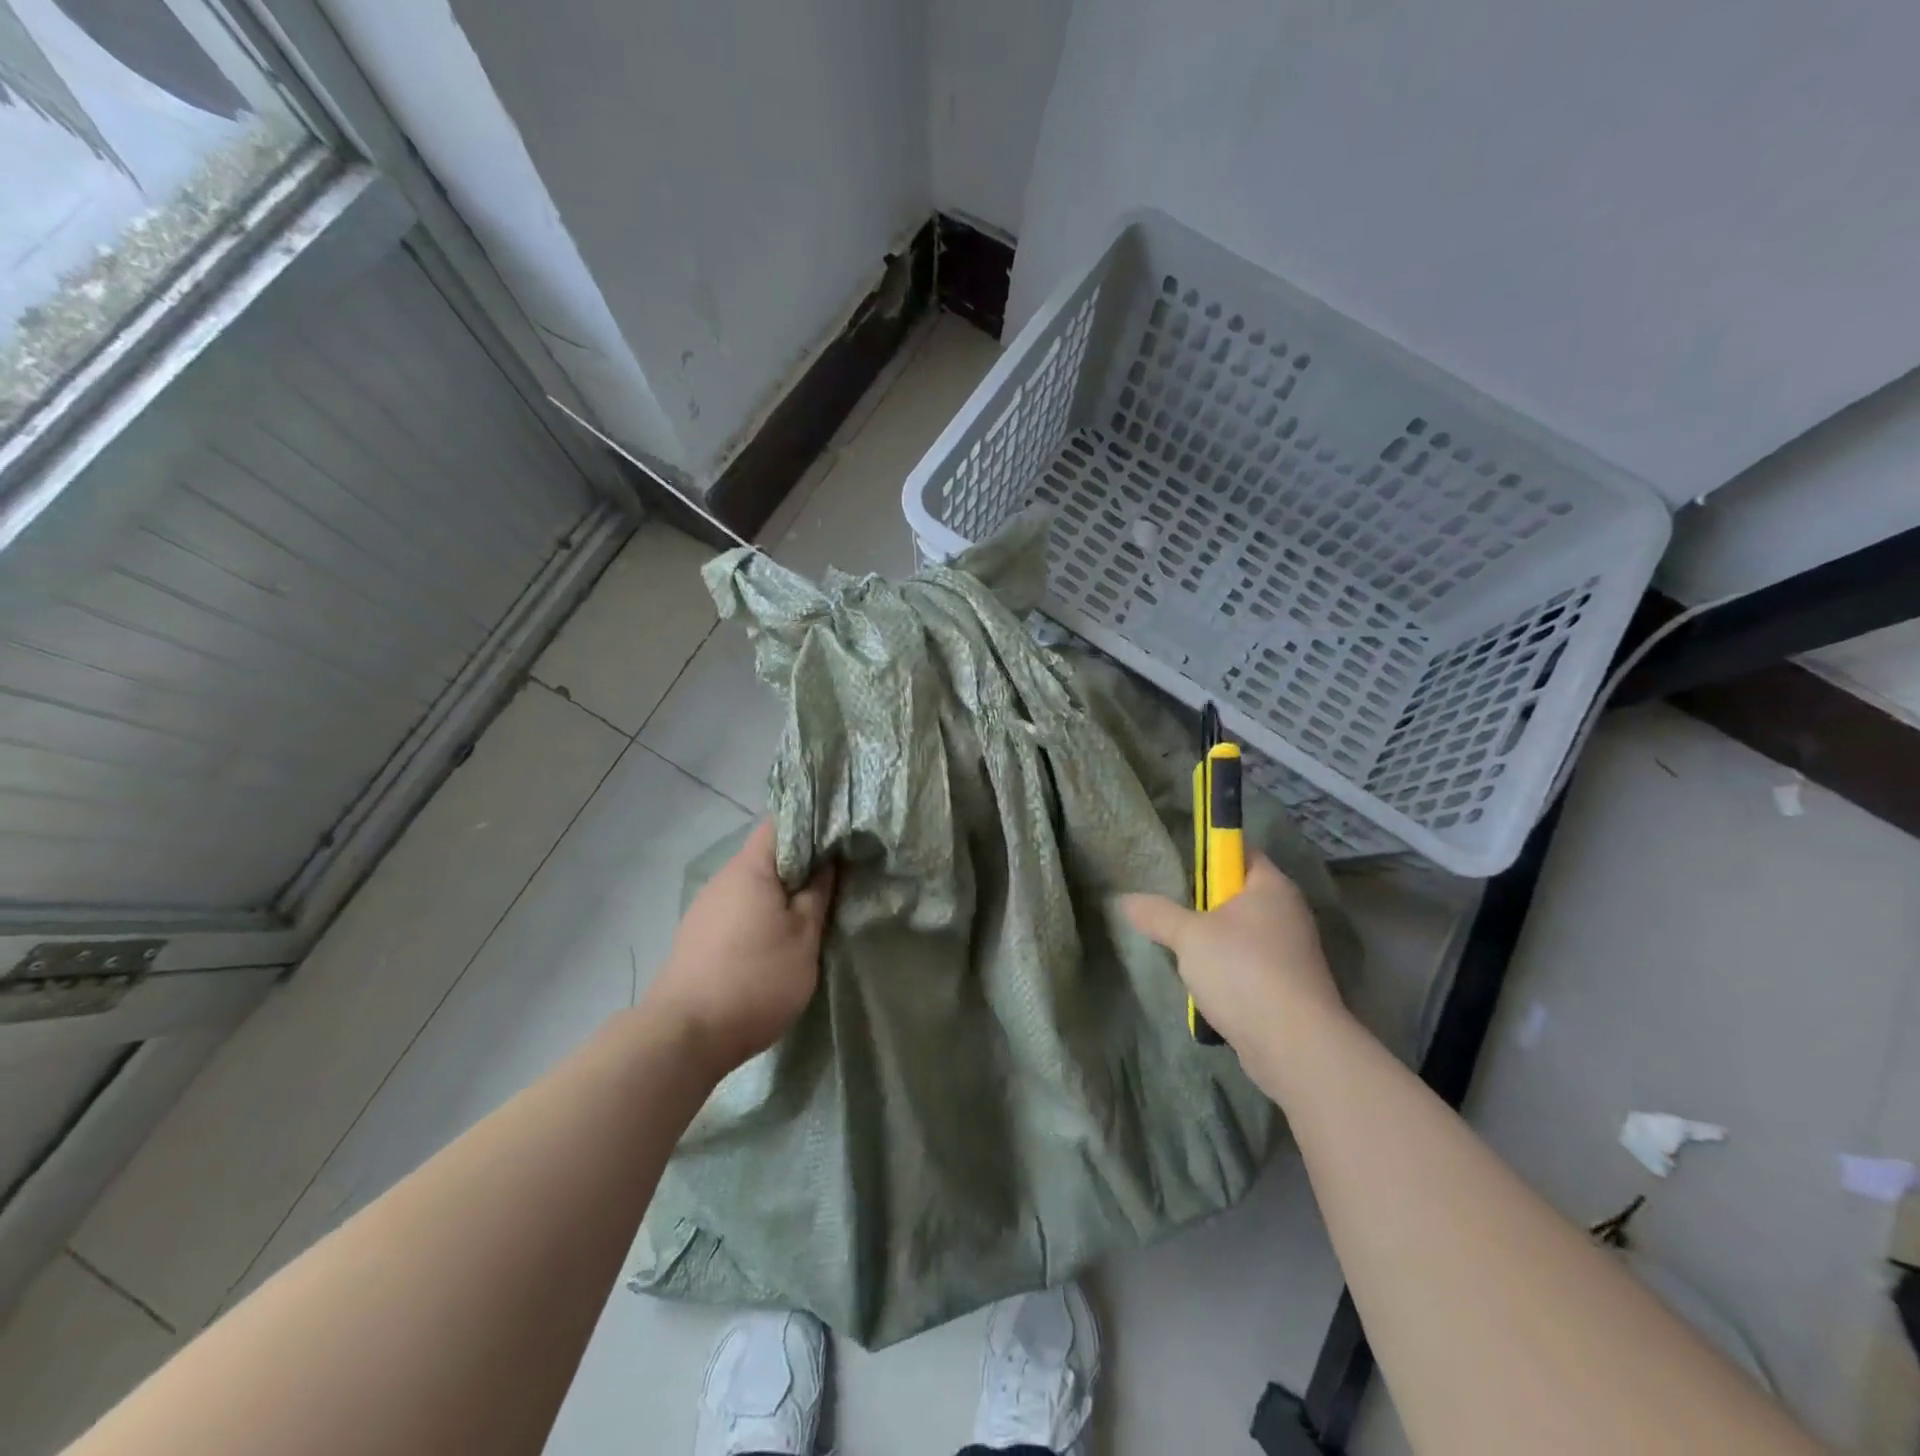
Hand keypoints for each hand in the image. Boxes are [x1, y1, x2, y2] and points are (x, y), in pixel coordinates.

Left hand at [644, 821, 835, 1074]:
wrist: (685, 1036)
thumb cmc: (755, 979)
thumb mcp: (804, 938)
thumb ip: (818, 894)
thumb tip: (828, 863)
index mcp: (749, 868)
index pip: (780, 823)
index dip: (812, 824)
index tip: (841, 838)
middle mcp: (723, 879)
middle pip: (766, 855)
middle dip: (801, 863)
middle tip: (836, 878)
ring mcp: (706, 907)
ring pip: (752, 884)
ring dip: (781, 892)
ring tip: (812, 910)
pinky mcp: (698, 936)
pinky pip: (738, 908)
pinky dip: (761, 913)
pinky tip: (777, 937)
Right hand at [1120, 856, 1346, 1082]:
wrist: (1294, 1046)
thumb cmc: (1243, 971)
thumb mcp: (1188, 936)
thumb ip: (1156, 913)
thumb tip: (1124, 900)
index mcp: (1272, 887)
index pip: (1242, 852)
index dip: (1210, 855)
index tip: (1179, 870)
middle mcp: (1288, 913)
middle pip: (1239, 894)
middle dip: (1205, 903)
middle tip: (1171, 910)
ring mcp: (1292, 953)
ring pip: (1243, 934)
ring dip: (1214, 942)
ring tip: (1182, 952)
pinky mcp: (1289, 987)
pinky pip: (1251, 966)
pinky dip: (1229, 972)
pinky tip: (1205, 985)